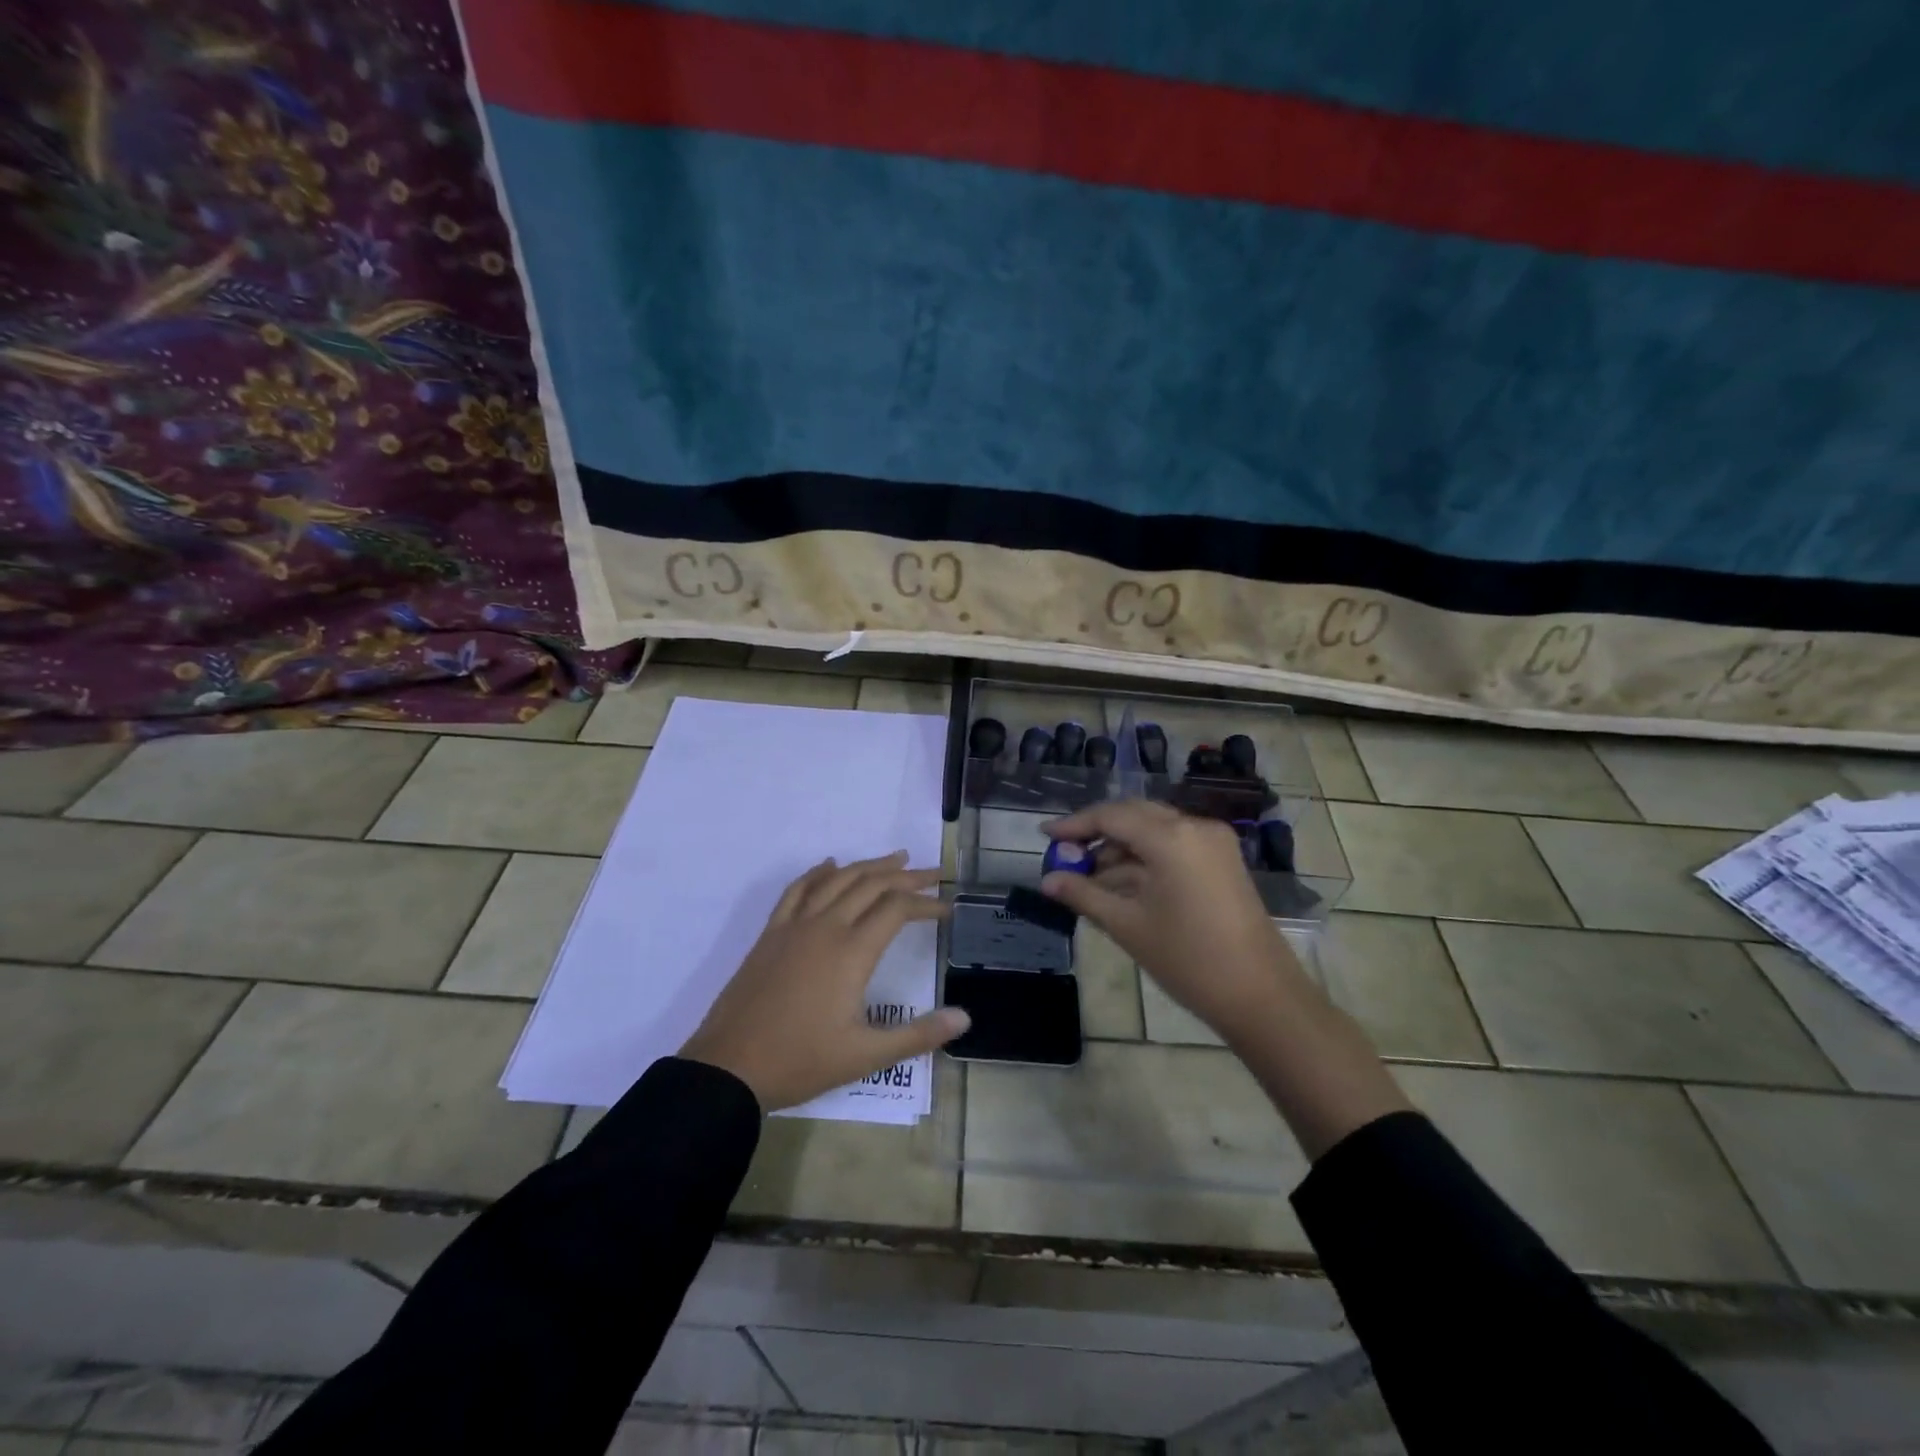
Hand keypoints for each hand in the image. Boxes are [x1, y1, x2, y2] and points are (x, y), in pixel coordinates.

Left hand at [680, 852, 968, 1111]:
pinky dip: (818, 872)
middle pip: (872, 885)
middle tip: (934, 874)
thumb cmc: (800, 1061)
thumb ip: (918, 1035)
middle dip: (907, 876)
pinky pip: (797, 890)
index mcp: (852, 952)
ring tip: (895, 859)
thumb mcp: (865, 1056)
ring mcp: (795, 926)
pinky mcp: (771, 933)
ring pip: (838, 880)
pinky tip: (829, 866)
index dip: (926, 903)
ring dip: (869, 866)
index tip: (947, 908)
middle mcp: (826, 927)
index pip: (897, 909)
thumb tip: (965, 1019)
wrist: (729, 1067)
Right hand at [1039, 799, 1305, 1047]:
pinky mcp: (1223, 861)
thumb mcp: (1128, 925)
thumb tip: (1046, 880)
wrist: (1262, 997)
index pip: (1111, 816)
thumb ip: (1084, 895)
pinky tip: (1121, 884)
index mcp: (1171, 837)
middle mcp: (1194, 827)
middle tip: (1065, 855)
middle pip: (1134, 815)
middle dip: (1097, 833)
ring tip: (1088, 878)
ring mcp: (1213, 843)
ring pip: (1154, 831)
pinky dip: (1145, 859)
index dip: (1074, 825)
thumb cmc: (1189, 959)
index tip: (1044, 835)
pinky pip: (1173, 846)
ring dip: (1120, 848)